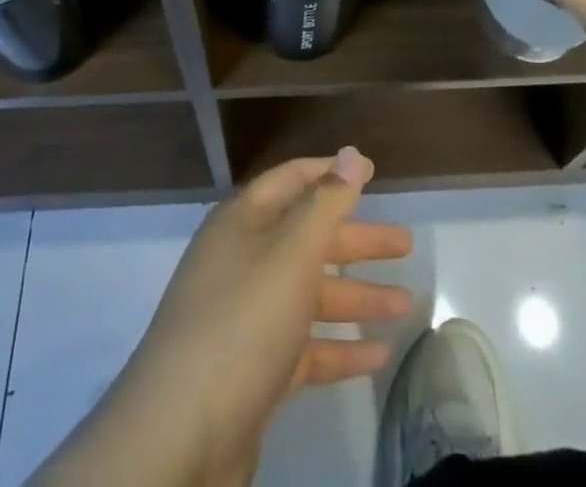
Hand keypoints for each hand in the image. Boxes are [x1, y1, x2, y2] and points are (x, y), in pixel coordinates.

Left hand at [34, 148, 412, 486]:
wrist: (180, 433)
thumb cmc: (242, 320)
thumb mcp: (291, 252)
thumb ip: (327, 202)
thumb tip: (353, 152)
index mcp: (244, 221)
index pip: (293, 180)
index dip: (332, 173)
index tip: (373, 172)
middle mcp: (243, 260)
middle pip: (308, 237)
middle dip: (357, 241)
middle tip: (406, 244)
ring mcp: (247, 316)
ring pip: (310, 294)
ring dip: (357, 297)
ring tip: (406, 304)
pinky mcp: (254, 369)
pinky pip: (305, 346)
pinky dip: (340, 347)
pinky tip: (379, 354)